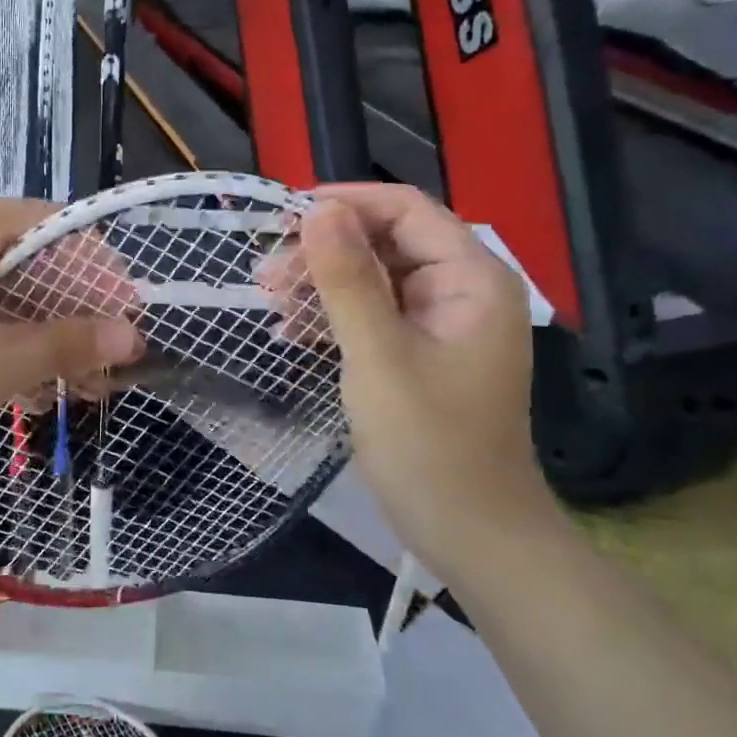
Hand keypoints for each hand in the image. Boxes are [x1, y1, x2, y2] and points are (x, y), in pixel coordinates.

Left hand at [0, 196, 143, 478]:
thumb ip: (66, 343)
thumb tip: (132, 335)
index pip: (55, 226)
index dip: (99, 272)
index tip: (127, 321)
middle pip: (32, 259)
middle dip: (73, 313)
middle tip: (106, 366)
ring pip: (5, 290)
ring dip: (42, 334)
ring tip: (73, 387)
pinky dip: (4, 340)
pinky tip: (25, 388)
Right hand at [298, 184, 559, 590]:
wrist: (469, 531)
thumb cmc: (429, 444)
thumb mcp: (379, 356)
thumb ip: (348, 280)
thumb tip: (318, 209)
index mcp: (470, 278)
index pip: (405, 210)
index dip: (345, 204)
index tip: (283, 219)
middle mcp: (460, 289)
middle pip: (385, 241)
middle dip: (324, 251)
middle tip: (266, 276)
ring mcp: (440, 322)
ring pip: (372, 277)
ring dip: (320, 284)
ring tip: (270, 304)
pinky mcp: (419, 351)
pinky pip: (371, 313)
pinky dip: (332, 316)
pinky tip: (291, 333)